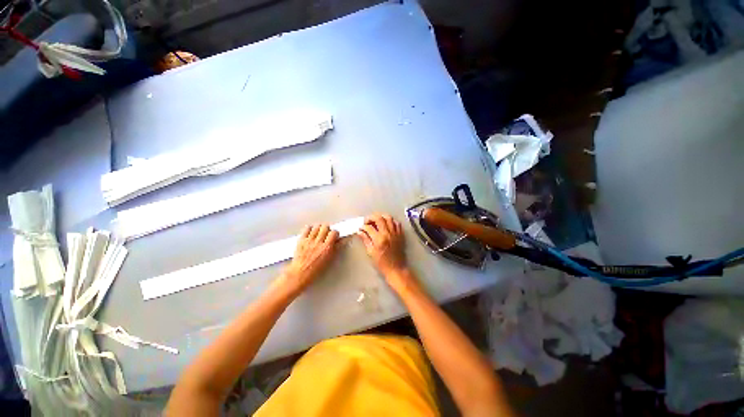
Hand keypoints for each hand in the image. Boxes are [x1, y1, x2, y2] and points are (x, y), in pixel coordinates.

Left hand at [278, 224, 338, 295]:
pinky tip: (311, 233)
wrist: (300, 273)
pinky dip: (310, 229)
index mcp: (327, 248)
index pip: (334, 232)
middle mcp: (318, 242)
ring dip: (319, 228)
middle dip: (327, 229)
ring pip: (316, 226)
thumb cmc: (315, 269)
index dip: (335, 233)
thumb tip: (341, 240)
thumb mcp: (329, 259)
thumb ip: (336, 248)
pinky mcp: (301, 240)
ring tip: (319, 233)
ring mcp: (309, 240)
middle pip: (325, 227)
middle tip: (327, 233)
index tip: (334, 235)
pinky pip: (306, 228)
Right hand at [357, 213, 407, 277]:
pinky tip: (387, 224)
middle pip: (379, 218)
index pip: (369, 227)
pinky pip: (396, 223)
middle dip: (371, 217)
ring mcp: (395, 233)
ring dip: (381, 217)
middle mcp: (387, 233)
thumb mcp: (371, 252)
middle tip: (367, 221)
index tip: (361, 228)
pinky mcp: (400, 234)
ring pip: (389, 218)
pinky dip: (391, 221)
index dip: (363, 226)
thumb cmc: (382, 263)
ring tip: (376, 220)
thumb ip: (365, 240)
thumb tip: (360, 231)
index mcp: (379, 239)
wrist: (396, 269)